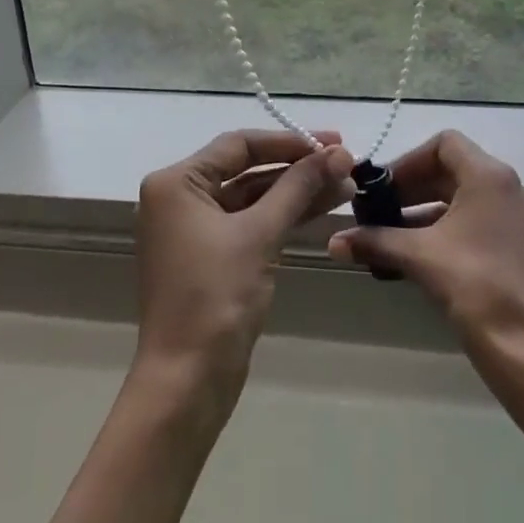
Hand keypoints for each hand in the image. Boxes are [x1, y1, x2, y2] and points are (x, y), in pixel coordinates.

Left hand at [134, 129, 355, 404]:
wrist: (188, 381)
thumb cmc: (216, 297)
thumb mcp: (260, 234)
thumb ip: (298, 188)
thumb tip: (338, 153)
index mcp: (177, 183)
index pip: (239, 145)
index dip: (289, 141)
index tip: (334, 141)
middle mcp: (180, 198)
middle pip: (247, 169)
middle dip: (298, 168)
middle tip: (346, 164)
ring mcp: (195, 229)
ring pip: (253, 197)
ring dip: (297, 192)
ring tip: (346, 186)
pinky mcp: (212, 256)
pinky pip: (251, 223)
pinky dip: (284, 216)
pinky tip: (322, 209)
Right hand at [328, 130, 523, 366]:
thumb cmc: (472, 285)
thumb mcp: (417, 256)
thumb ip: (374, 240)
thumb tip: (332, 242)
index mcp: (490, 176)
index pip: (444, 144)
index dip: (409, 161)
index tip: (383, 187)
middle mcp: (511, 187)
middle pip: (453, 170)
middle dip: (413, 188)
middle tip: (380, 211)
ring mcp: (521, 216)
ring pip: (465, 197)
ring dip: (427, 210)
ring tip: (392, 235)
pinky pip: (479, 219)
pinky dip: (448, 227)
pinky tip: (419, 253)